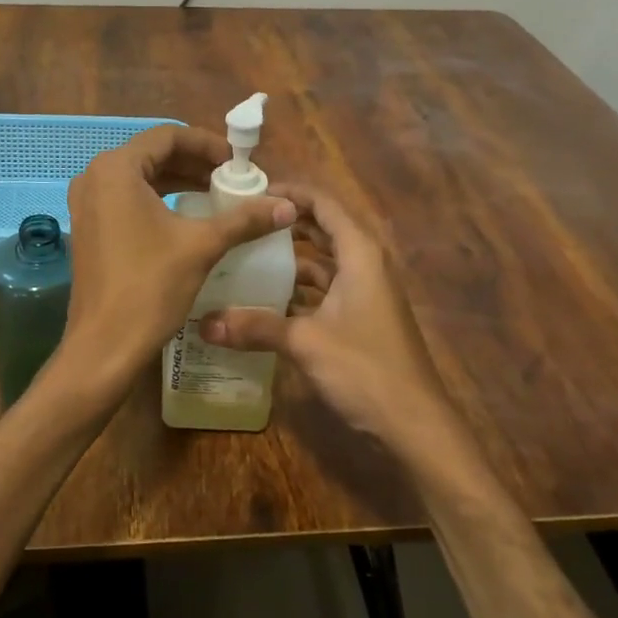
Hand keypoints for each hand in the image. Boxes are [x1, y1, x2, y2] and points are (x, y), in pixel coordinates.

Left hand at [56, 126, 293, 406]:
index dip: (207, 145)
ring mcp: (87, 203)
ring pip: (140, 178)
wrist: (104, 346)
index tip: (238, 162)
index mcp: (116, 169)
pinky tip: (188, 218)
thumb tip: (288, 205)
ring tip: (217, 196)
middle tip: (232, 179)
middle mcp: (94, 177)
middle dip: (195, 163)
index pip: (168, 136)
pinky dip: (160, 200)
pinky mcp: (89, 227)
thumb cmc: (150, 287)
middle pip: (153, 154)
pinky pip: (128, 199)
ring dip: (179, 181)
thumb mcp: (202, 246)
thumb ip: (244, 219)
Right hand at [198, 183, 448, 451]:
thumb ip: (255, 327)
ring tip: (246, 257)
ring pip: (323, 262)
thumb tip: (203, 323)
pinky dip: (299, 289)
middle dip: (286, 224)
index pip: (324, 204)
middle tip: (242, 222)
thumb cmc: (365, 368)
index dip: (290, 192)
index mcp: (359, 253)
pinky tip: (266, 301)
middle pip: (323, 229)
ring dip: (290, 259)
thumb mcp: (305, 342)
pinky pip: (326, 289)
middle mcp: (365, 264)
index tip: (252, 193)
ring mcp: (365, 292)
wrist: (414, 425)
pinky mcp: (361, 318)